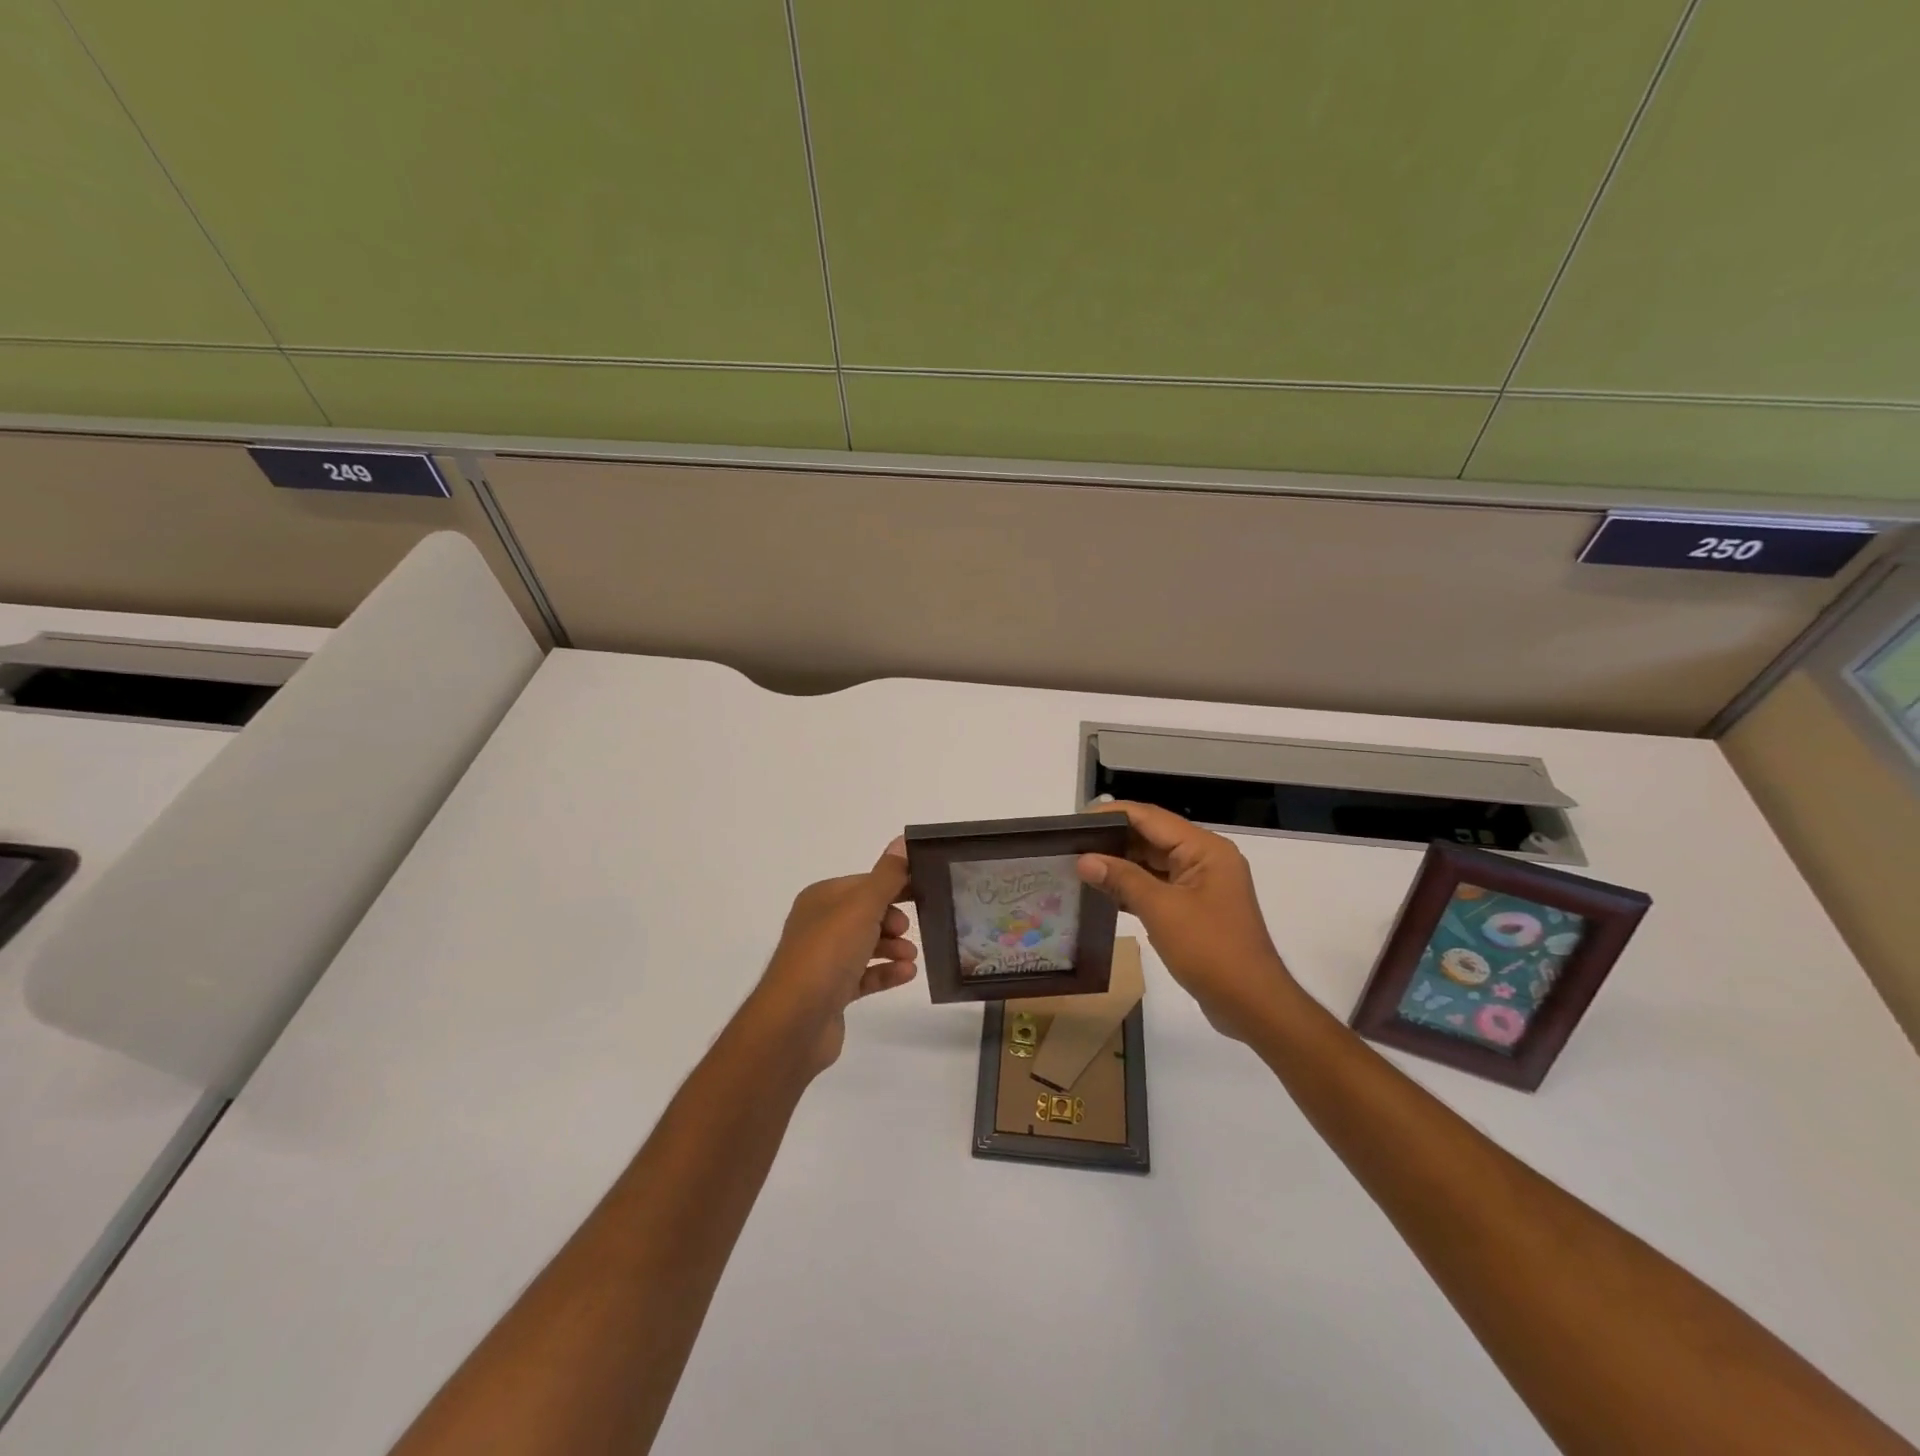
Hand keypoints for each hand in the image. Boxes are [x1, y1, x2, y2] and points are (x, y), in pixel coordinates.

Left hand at [753, 838, 918, 1075]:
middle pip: (867, 914)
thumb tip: (902, 841)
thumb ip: (887, 876)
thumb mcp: (862, 906)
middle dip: (893, 919)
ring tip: (912, 956)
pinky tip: (908, 974)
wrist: (794, 1022)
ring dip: (893, 947)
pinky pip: (865, 975)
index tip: (925, 891)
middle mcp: (820, 925)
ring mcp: (824, 960)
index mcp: (822, 898)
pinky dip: (886, 972)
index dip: (894, 885)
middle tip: (912, 929)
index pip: (865, 883)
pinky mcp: (832, 991)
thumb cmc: (828, 953)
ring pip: (867, 945)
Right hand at [1076, 801, 1297, 1040]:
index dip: (1112, 815)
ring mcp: (1201, 884)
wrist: (1252, 1005)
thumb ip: (1122, 879)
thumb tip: (1083, 860)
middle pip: (1152, 837)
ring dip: (1120, 864)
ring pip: (1153, 862)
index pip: (1150, 817)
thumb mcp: (1161, 910)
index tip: (1075, 821)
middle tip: (1070, 844)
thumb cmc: (1210, 950)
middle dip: (1112, 839)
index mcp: (1204, 849)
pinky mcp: (1195, 908)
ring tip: (1078, 865)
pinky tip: (1102, 892)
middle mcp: (1205, 858)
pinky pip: (1158, 886)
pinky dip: (1132, 887)